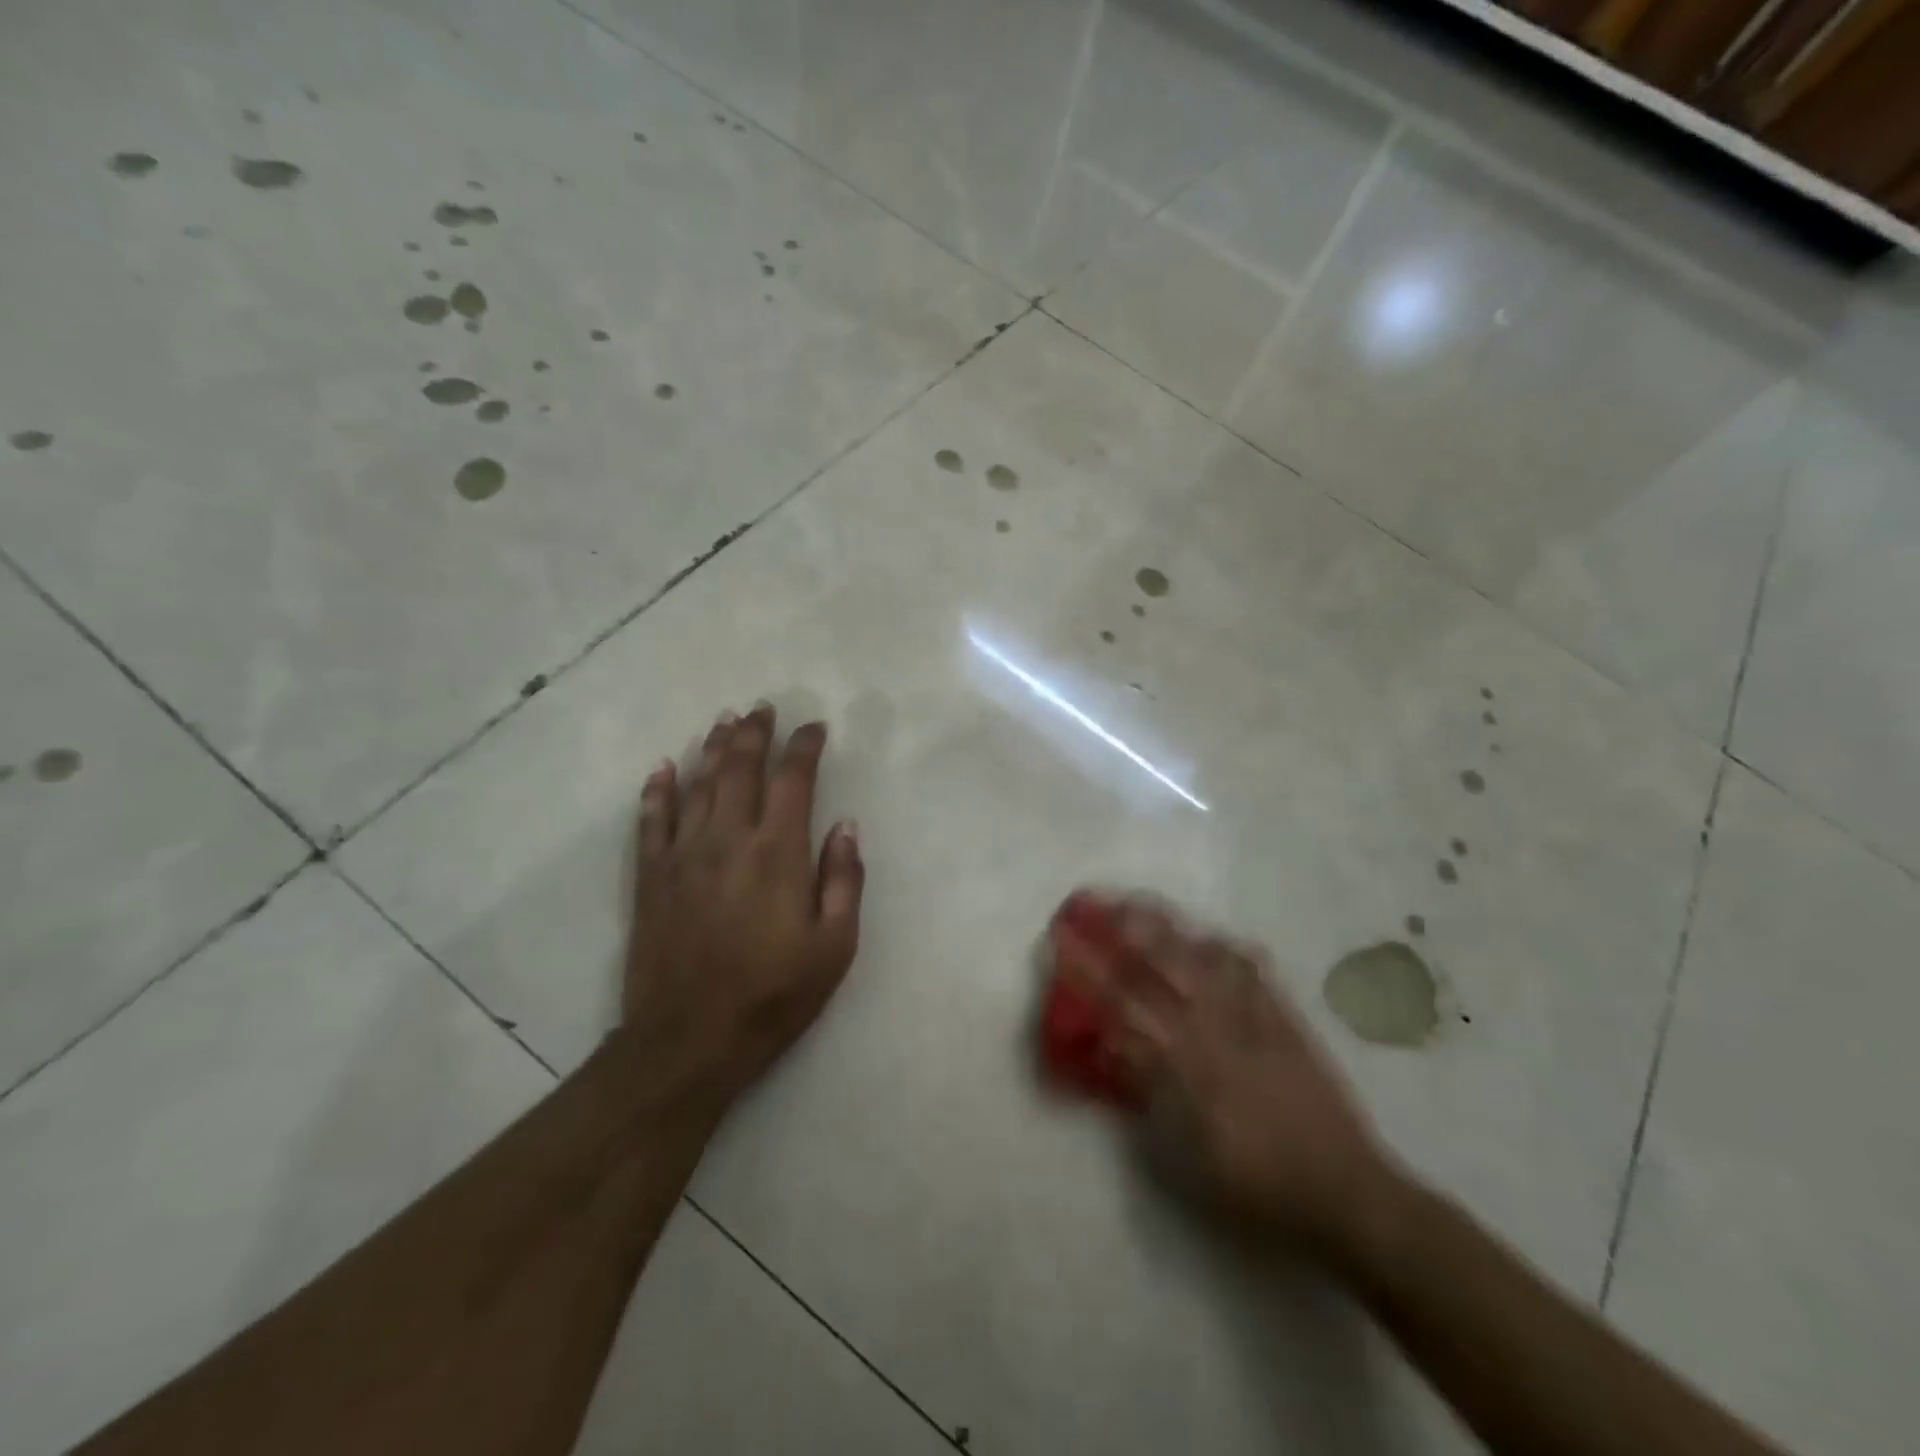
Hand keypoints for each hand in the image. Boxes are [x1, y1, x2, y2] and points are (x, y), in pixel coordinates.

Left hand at [624, 703, 864, 1102]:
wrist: (689, 1040)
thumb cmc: (773, 994)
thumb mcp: (834, 946)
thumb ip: (843, 880)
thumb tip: (845, 825)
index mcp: (778, 852)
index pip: (793, 780)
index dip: (804, 747)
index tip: (814, 727)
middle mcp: (729, 839)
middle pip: (740, 768)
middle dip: (754, 733)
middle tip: (762, 708)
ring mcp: (684, 855)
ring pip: (698, 784)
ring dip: (713, 748)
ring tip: (723, 721)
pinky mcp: (651, 878)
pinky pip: (651, 821)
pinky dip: (658, 790)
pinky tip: (664, 768)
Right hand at [1096, 899, 1396, 1257]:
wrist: (1344, 1192)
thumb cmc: (1252, 1186)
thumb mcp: (1181, 1155)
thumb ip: (1144, 1094)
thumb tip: (1113, 1049)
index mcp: (1182, 1063)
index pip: (1121, 1002)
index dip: (1087, 969)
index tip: (1060, 941)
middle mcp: (1213, 1027)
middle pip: (1158, 963)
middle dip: (1119, 928)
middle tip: (1090, 901)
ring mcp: (1252, 1016)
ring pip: (1200, 955)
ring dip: (1164, 926)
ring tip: (1136, 903)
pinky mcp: (1286, 1016)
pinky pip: (1251, 968)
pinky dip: (1224, 947)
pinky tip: (1210, 937)